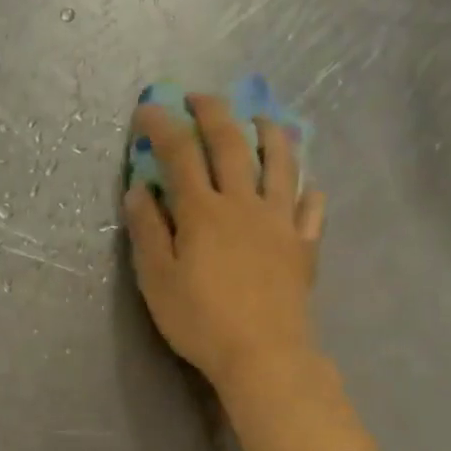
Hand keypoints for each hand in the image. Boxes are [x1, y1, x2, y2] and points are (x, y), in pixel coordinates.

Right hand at [122, 92, 325, 390]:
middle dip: (213, 112)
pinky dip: (308, 191)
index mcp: (203, 211)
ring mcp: (280, 222)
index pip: (179, 154)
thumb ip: (147, 231)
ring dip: (270, 134)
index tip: (147, 110)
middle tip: (200, 97)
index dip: (162, 126)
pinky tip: (308, 185)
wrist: (262, 353)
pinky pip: (311, 209)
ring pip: (281, 164)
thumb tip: (139, 190)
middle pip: (231, 144)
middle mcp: (244, 204)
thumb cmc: (200, 320)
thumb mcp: (157, 279)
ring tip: (263, 119)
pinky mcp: (304, 246)